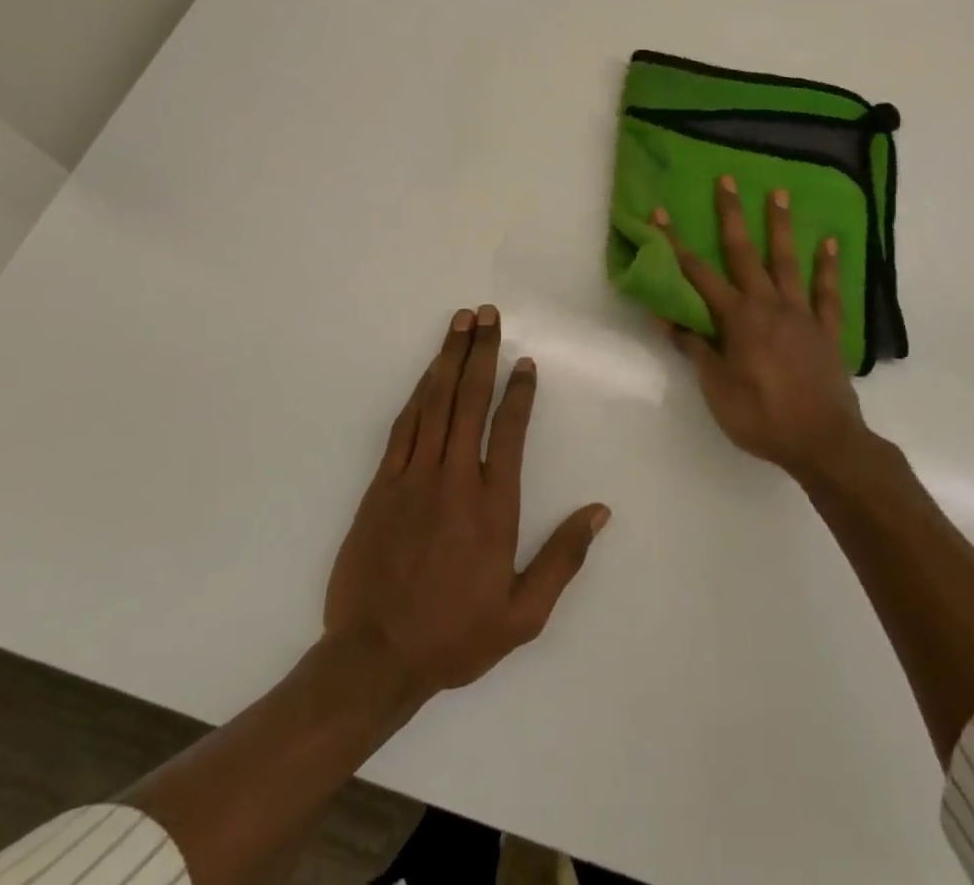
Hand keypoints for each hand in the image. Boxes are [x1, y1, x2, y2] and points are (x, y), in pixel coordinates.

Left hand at [324, 306, 609, 698]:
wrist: (373, 659)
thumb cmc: (454, 635)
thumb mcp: (523, 614)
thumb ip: (562, 559)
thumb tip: (600, 512)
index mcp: (492, 505)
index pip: (510, 431)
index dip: (520, 391)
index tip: (525, 361)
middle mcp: (454, 479)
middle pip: (470, 401)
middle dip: (481, 353)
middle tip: (488, 314)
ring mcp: (414, 477)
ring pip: (435, 403)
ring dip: (448, 359)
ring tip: (460, 323)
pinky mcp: (382, 484)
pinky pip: (404, 426)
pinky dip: (418, 393)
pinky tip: (428, 373)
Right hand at [655, 177, 869, 479]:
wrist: (822, 441)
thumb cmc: (761, 416)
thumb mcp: (717, 388)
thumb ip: (695, 348)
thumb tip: (667, 316)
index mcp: (737, 318)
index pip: (698, 275)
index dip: (675, 244)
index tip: (660, 214)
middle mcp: (768, 305)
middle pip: (744, 253)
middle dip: (731, 215)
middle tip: (727, 180)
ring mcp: (801, 313)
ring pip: (787, 261)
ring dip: (781, 226)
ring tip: (779, 192)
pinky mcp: (826, 329)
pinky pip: (827, 292)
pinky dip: (829, 267)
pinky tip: (830, 243)